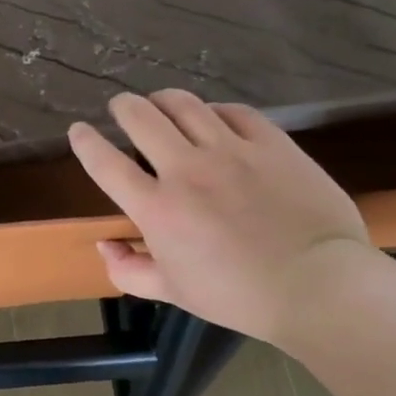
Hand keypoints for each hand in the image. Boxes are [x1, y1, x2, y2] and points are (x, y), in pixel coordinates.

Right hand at [68, 91, 371, 345]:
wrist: (318, 286)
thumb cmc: (237, 296)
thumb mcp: (172, 292)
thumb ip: (128, 269)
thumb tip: (106, 245)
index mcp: (157, 207)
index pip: (105, 162)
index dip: (84, 141)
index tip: (78, 131)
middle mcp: (186, 169)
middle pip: (140, 116)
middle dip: (123, 107)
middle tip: (122, 108)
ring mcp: (231, 151)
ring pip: (185, 104)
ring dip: (164, 100)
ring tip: (161, 103)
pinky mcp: (271, 144)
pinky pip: (234, 111)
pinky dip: (215, 110)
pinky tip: (214, 118)